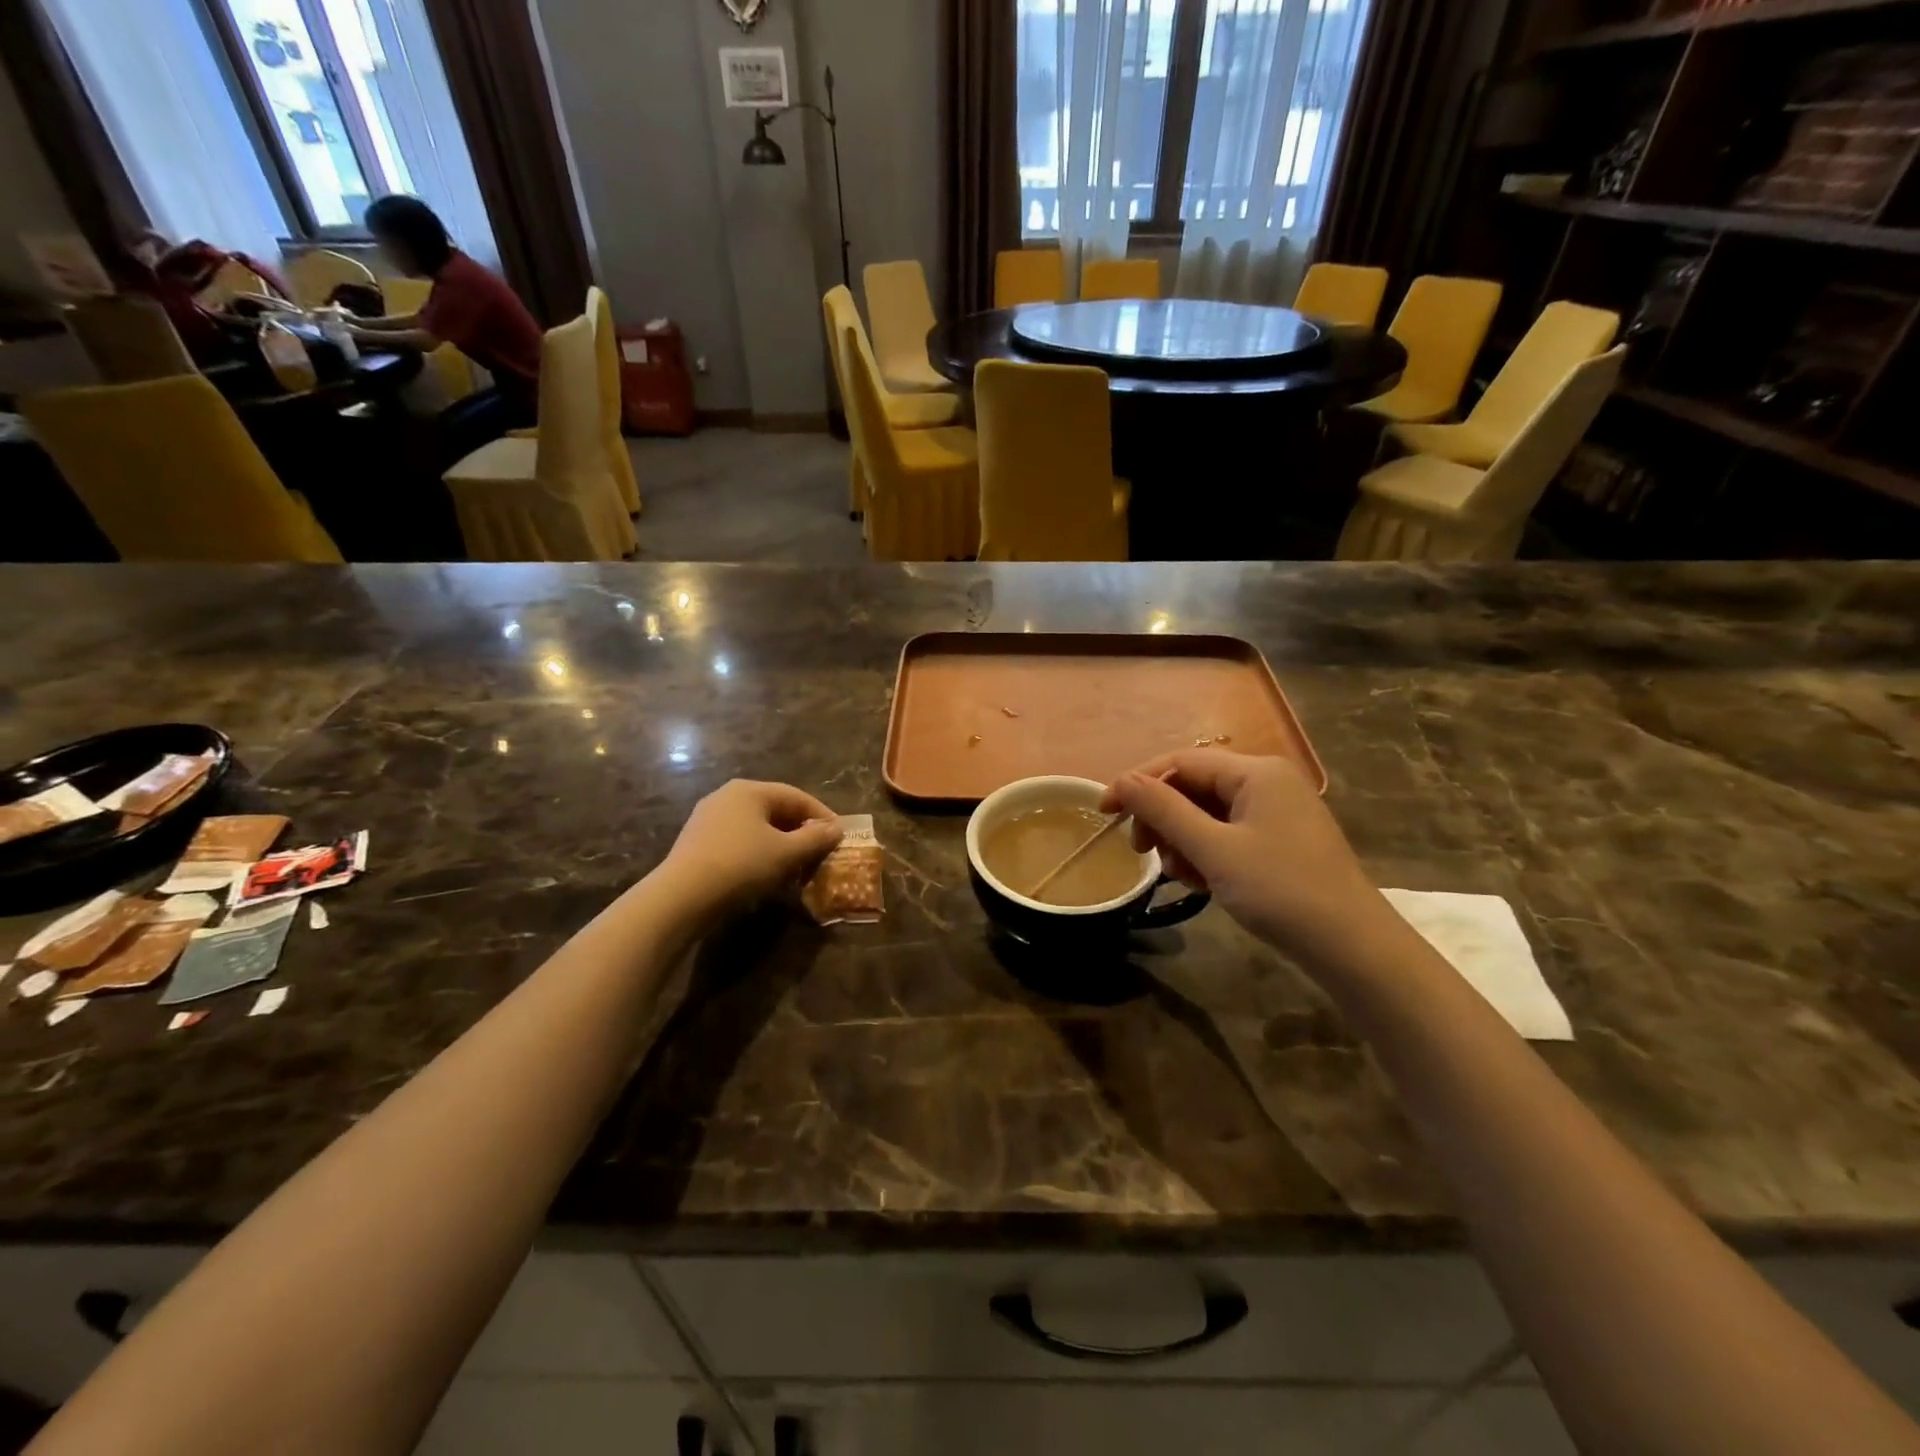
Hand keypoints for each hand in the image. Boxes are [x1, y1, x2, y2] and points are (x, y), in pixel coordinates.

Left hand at [660, 780, 842, 910]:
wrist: (682, 897)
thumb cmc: (741, 865)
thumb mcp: (787, 852)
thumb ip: (815, 838)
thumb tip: (836, 829)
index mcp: (750, 790)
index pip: (797, 796)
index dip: (822, 815)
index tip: (839, 836)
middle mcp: (727, 796)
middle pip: (775, 810)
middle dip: (801, 832)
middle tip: (820, 853)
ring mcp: (708, 819)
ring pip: (756, 828)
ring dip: (780, 845)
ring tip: (796, 867)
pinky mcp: (697, 843)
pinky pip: (738, 842)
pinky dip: (758, 854)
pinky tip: (766, 876)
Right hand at [1102, 750, 1378, 956]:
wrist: (1352, 948)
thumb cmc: (1280, 891)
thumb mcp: (1213, 849)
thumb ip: (1164, 810)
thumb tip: (1121, 780)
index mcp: (1256, 772)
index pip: (1181, 762)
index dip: (1138, 783)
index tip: (1104, 813)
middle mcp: (1267, 782)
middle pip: (1193, 787)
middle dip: (1163, 819)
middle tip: (1142, 853)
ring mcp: (1276, 812)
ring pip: (1207, 814)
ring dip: (1183, 841)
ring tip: (1181, 876)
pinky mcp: (1280, 840)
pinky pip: (1228, 834)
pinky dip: (1207, 854)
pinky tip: (1203, 883)